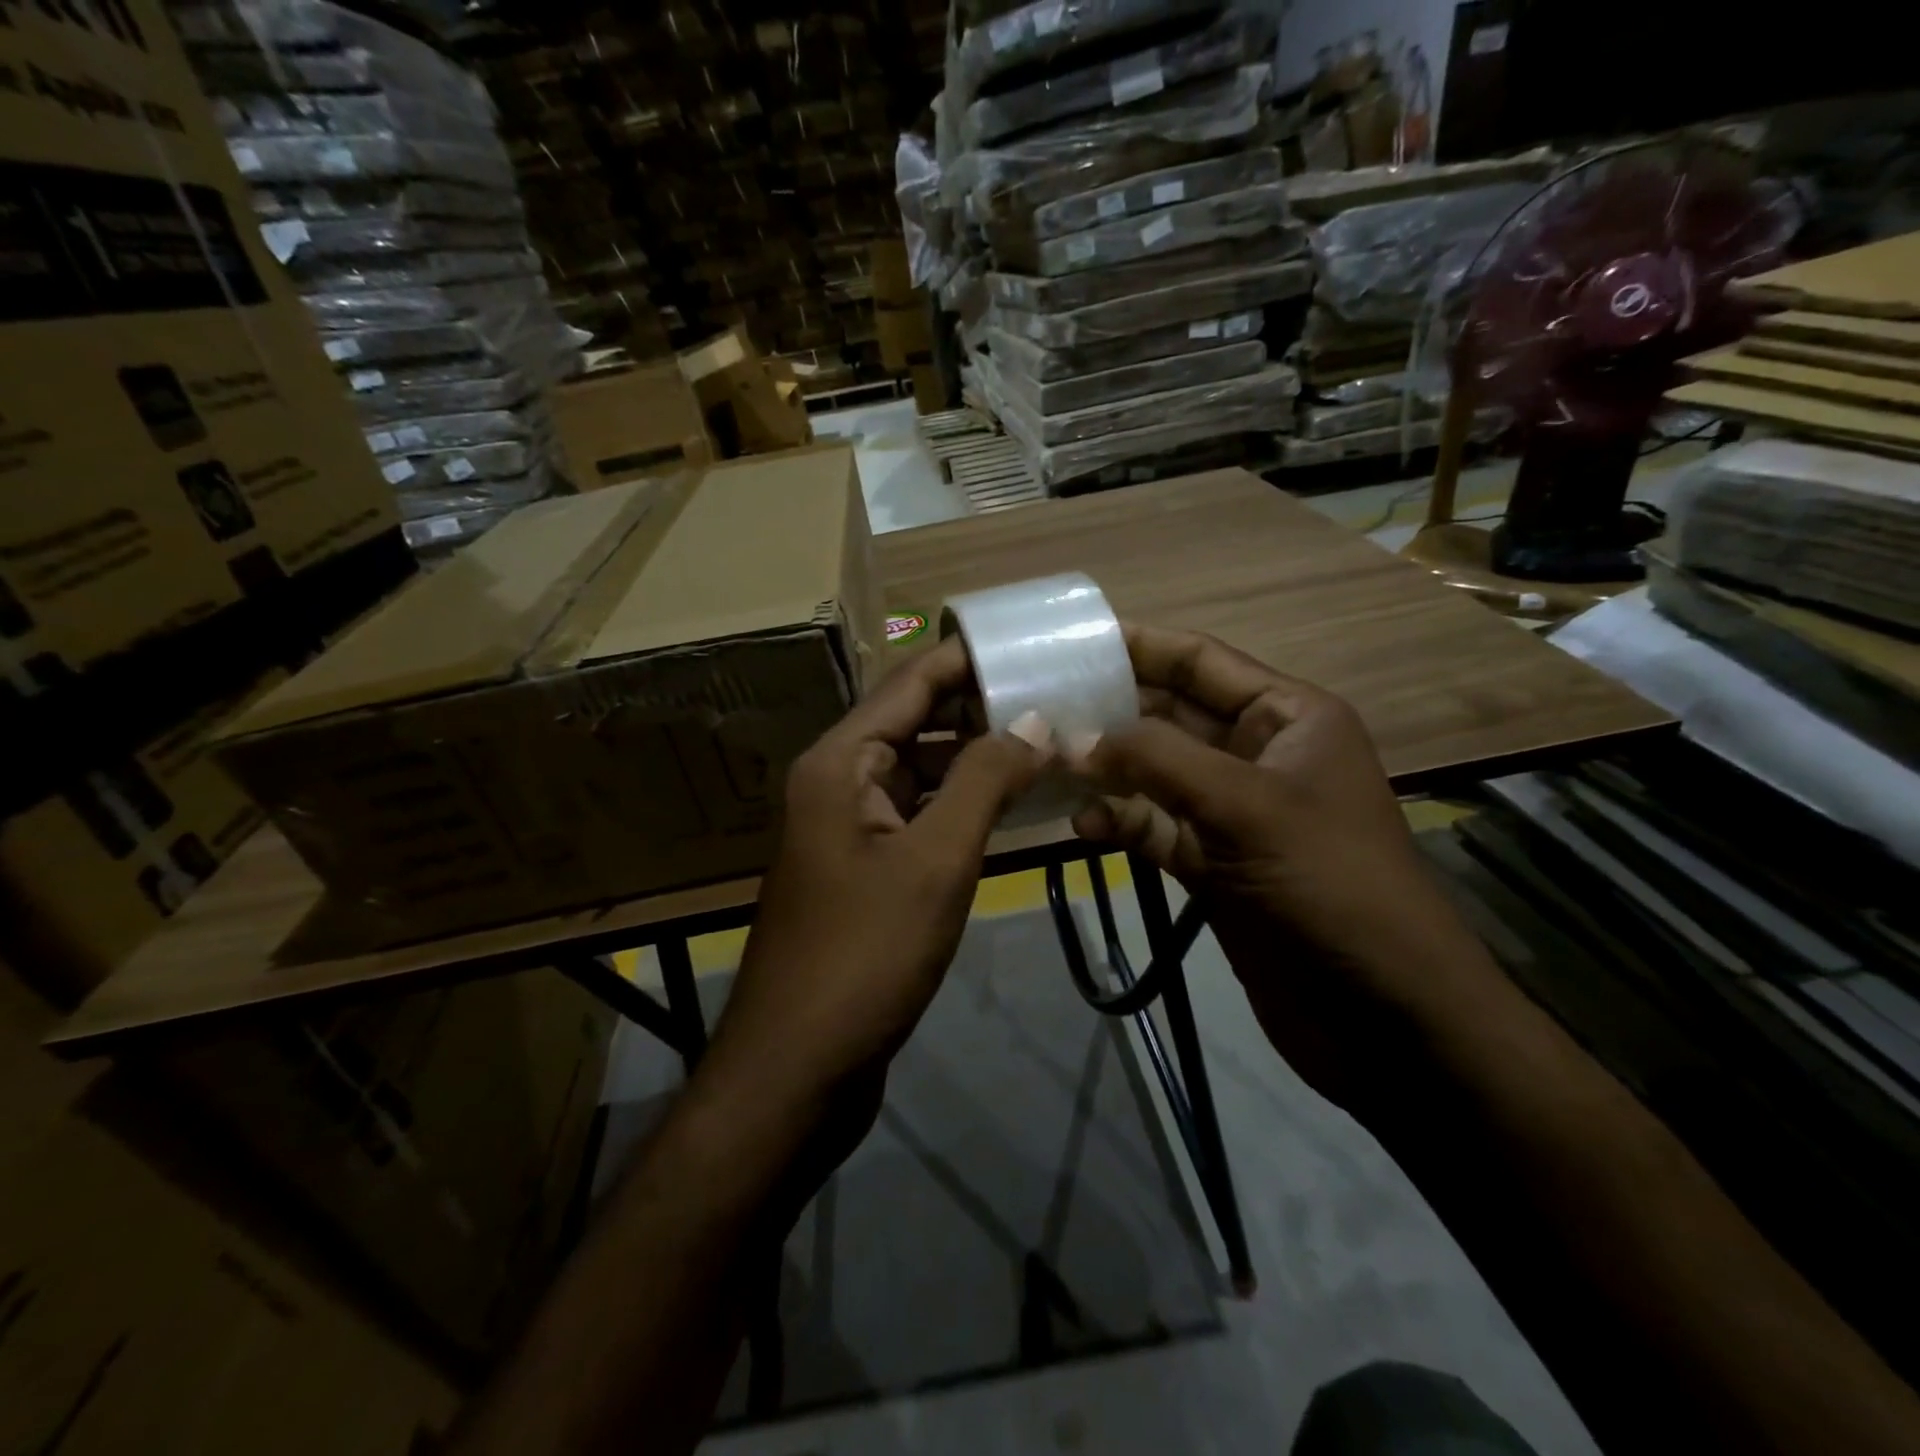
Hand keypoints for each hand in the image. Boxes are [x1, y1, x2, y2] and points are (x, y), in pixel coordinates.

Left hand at [708, 638, 1043, 1104]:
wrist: (799, 1065)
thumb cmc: (865, 954)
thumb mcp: (935, 860)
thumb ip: (985, 781)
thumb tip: (1033, 719)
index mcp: (839, 763)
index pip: (908, 685)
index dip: (965, 660)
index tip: (1024, 641)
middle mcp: (837, 782)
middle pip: (913, 723)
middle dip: (978, 709)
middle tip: (1051, 694)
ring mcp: (848, 827)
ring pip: (919, 772)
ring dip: (973, 758)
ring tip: (1043, 741)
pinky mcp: (863, 869)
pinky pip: (917, 815)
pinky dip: (960, 804)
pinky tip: (1009, 804)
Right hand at [1070, 625, 1501, 1105]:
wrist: (1384, 1016)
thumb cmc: (1330, 885)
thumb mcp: (1246, 806)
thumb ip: (1157, 762)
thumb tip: (1073, 739)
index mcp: (1287, 717)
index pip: (1201, 661)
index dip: (1139, 645)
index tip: (1069, 641)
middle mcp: (1257, 755)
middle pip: (1170, 716)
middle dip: (1110, 712)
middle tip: (1039, 708)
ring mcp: (1233, 813)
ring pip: (1155, 775)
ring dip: (1107, 770)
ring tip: (1049, 766)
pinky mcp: (1214, 865)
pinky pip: (1155, 828)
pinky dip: (1121, 822)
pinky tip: (1084, 824)